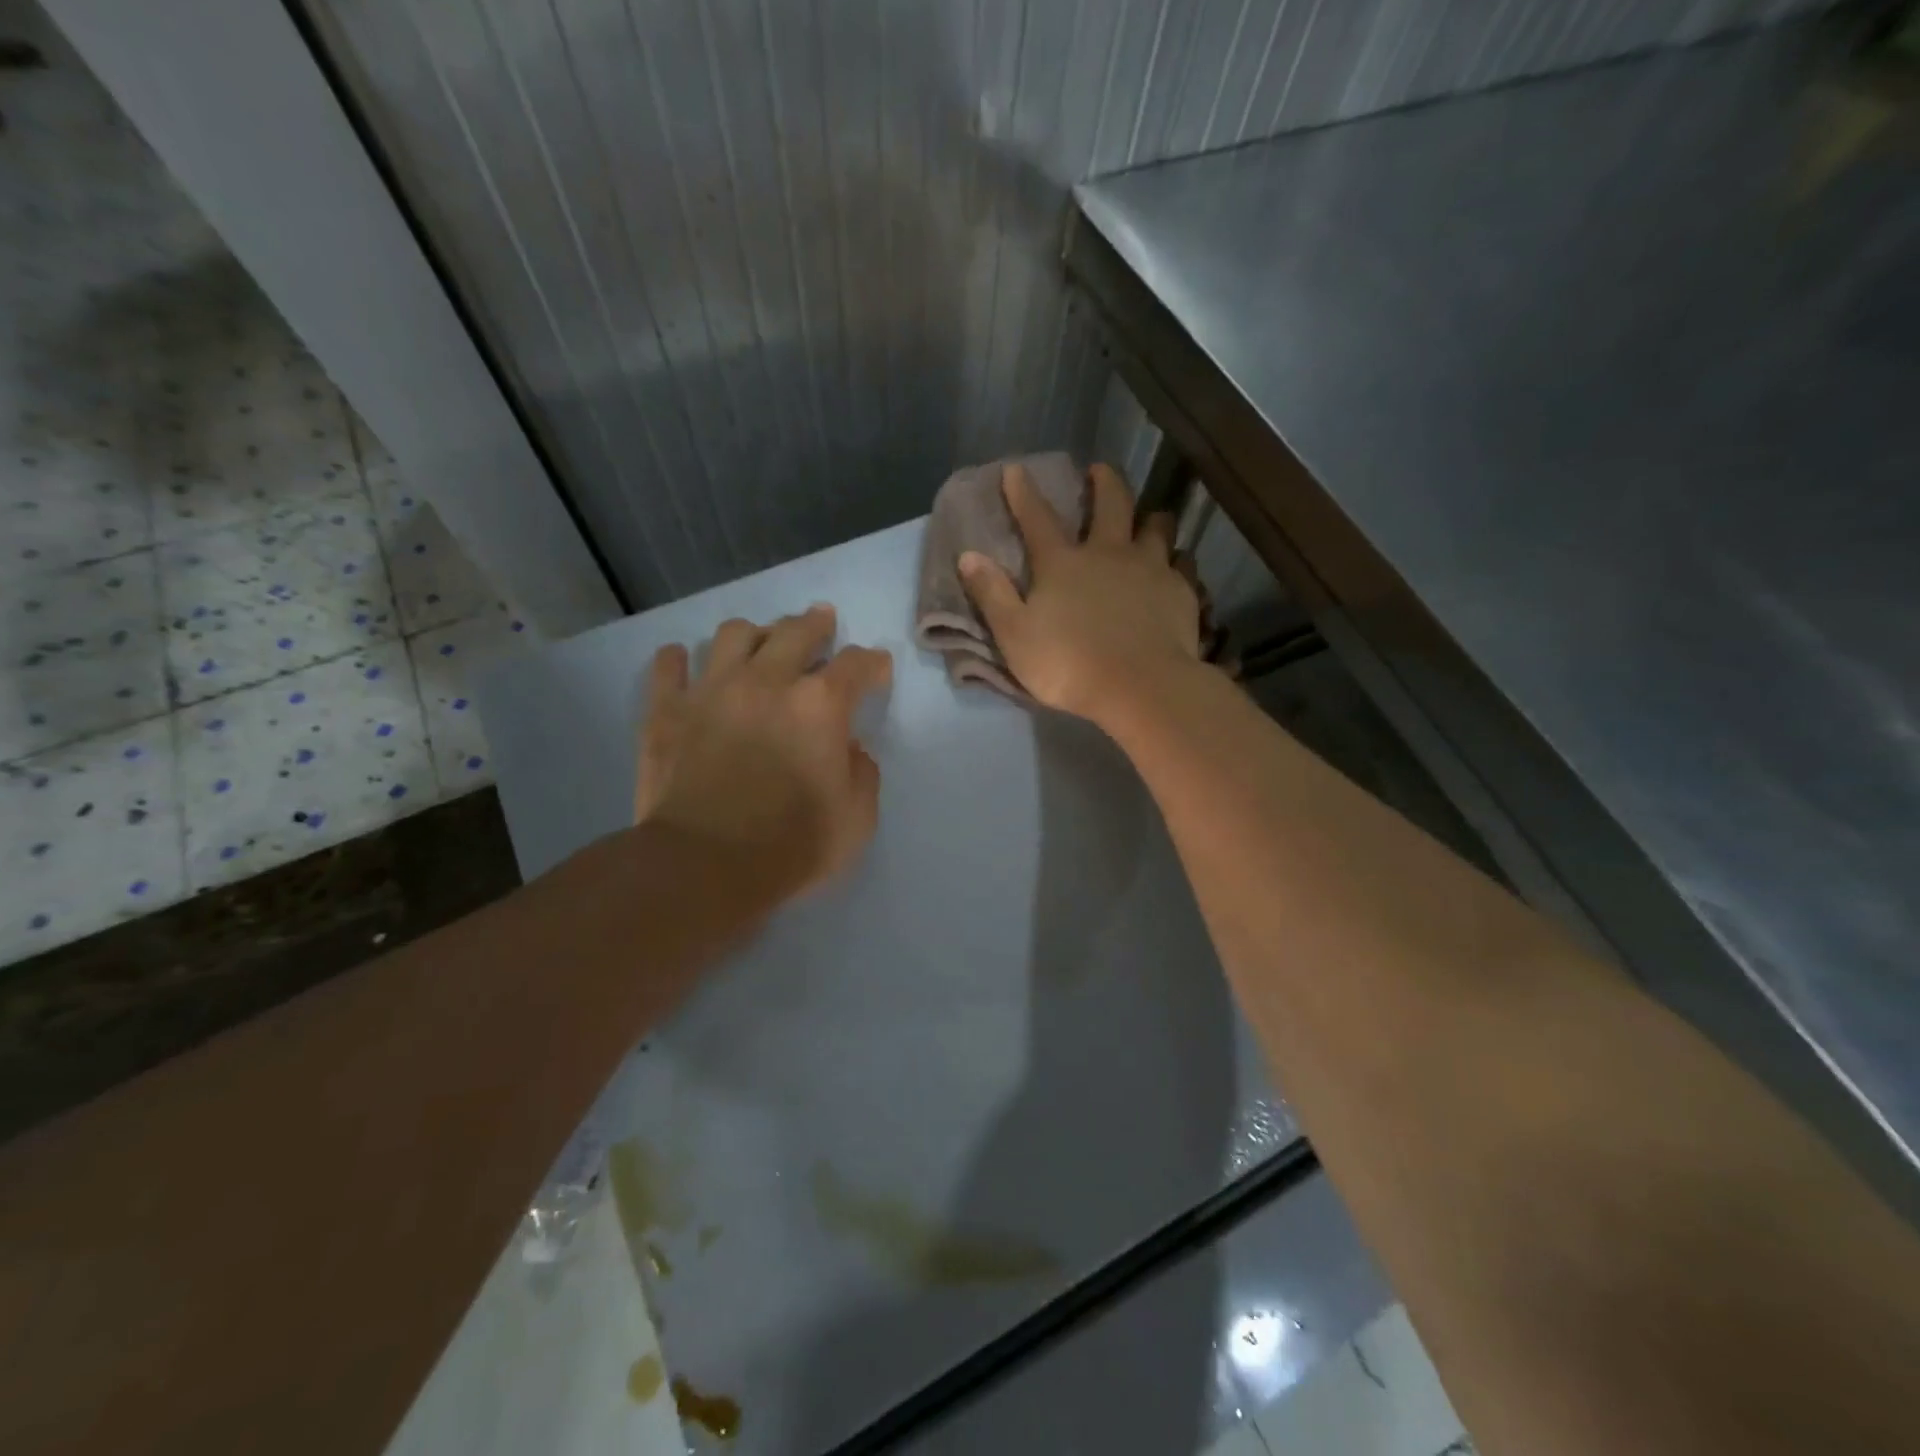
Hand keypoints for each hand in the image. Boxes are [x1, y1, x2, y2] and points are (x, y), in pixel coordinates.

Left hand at [636, 604, 891, 899]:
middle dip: (816, 624)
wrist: (703, 867)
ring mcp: (711, 690)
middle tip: (822, 622)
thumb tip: (849, 749)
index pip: (856, 664)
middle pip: (796, 631)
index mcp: (820, 705)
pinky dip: (678, 659)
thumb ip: (862, 774)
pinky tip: (683, 662)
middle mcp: (767, 681)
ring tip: (760, 641)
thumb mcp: (856, 819)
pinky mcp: (666, 710)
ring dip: (755, 633)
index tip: (877, 668)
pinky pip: (668, 665)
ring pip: (733, 634)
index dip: (872, 663)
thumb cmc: (791, 846)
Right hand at [959, 461, 1201, 722]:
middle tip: (1099, 470)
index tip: (1015, 469)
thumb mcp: (1015, 636)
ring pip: (1156, 527)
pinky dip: (1178, 561)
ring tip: (1149, 519)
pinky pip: (1183, 563)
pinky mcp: (1181, 591)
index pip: (1037, 519)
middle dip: (1103, 482)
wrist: (1141, 687)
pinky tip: (1177, 567)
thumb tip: (968, 556)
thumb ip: (992, 595)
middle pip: (1111, 503)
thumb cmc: (1069, 665)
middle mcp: (1109, 553)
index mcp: (1063, 564)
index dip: (1023, 493)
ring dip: (1150, 518)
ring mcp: (1150, 568)